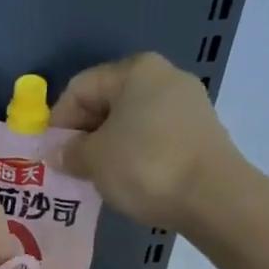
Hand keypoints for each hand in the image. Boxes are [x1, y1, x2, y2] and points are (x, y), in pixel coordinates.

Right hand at [53, 52, 245, 229]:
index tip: (52, 154)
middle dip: (85, 134)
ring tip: (99, 176)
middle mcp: (164, 76)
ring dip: (109, 145)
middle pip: (107, 101)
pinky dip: (136, 153)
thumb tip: (59, 154)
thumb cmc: (145, 166)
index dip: (59, 121)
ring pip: (132, 120)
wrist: (215, 198)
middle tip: (72, 167)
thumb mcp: (94, 159)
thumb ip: (70, 152)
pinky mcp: (201, 131)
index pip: (80, 88)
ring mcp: (188, 103)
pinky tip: (130, 179)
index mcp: (135, 70)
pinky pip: (155, 136)